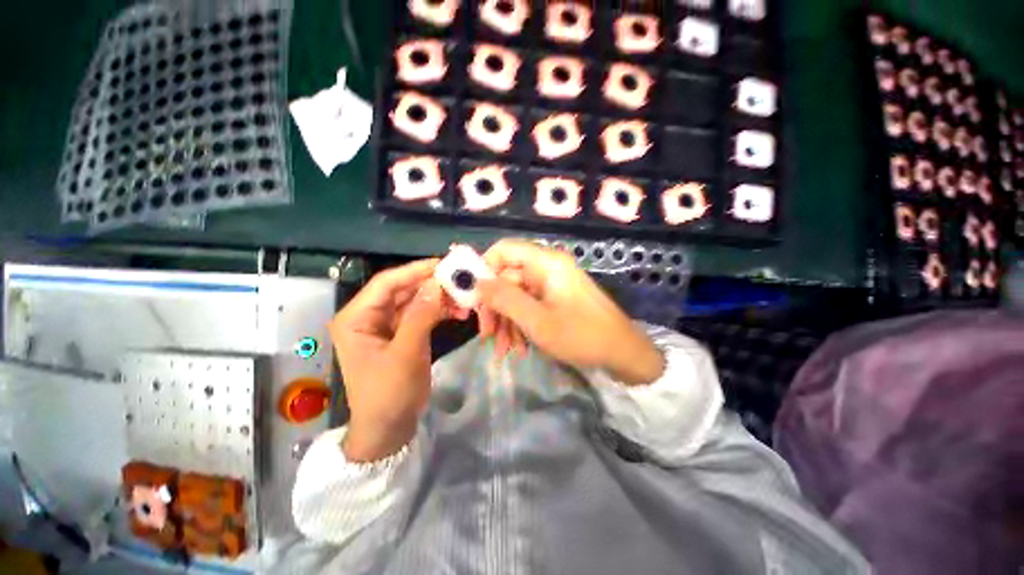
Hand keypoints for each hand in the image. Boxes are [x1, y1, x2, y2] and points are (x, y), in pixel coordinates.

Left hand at [331, 259, 465, 461]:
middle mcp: (369, 316)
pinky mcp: (402, 333)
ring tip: (464, 299)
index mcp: (356, 318)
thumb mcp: (405, 354)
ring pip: (415, 300)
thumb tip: (437, 284)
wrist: (389, 428)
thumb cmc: (388, 393)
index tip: (443, 264)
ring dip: (439, 298)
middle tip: (460, 281)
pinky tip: (458, 312)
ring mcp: (387, 325)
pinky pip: (422, 314)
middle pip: (403, 290)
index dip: (415, 270)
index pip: (386, 283)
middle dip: (432, 285)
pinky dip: (439, 311)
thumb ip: (421, 316)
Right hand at [476, 240, 664, 385]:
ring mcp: (552, 285)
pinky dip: (521, 326)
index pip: (503, 250)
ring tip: (505, 351)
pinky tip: (520, 349)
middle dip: (494, 308)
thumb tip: (478, 283)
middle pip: (507, 278)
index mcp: (545, 263)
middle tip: (486, 336)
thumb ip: (505, 299)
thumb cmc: (582, 335)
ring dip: (507, 323)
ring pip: (516, 296)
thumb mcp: (537, 320)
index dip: (483, 269)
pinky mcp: (556, 299)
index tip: (473, 298)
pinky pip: (530, 306)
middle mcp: (547, 268)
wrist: (624, 354)